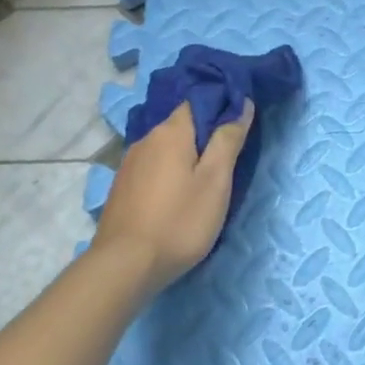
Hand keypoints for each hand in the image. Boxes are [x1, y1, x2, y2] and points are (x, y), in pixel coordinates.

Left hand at [91, 101, 253, 295]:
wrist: (126, 265)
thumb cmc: (180, 220)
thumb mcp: (216, 181)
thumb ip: (228, 140)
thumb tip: (241, 104)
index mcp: (171, 132)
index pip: (198, 100)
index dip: (220, 106)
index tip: (240, 122)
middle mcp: (146, 139)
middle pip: (181, 124)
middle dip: (204, 133)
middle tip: (229, 155)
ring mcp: (130, 164)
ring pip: (166, 147)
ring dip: (186, 154)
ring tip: (205, 175)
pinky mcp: (122, 187)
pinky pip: (153, 166)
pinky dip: (169, 171)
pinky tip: (177, 192)